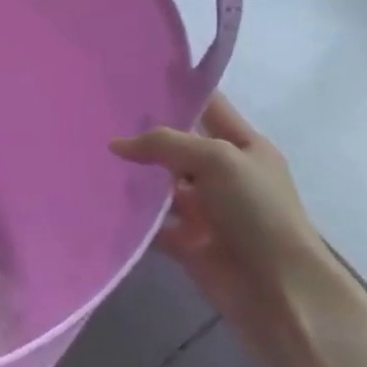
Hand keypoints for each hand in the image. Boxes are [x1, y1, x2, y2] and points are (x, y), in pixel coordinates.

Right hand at [112, 94, 344, 358]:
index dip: (178, 92)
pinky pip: (151, 222)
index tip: (134, 77)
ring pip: (160, 184)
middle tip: (96, 119)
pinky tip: (99, 200)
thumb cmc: (257, 212)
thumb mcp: (217, 160)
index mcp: (243, 147)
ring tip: (89, 158)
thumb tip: (116, 145)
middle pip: (177, 146)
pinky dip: (132, 216)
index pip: (208, 107)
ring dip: (134, 177)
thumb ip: (165, 144)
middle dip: (143, 136)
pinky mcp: (186, 240)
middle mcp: (223, 174)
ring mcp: (205, 209)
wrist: (277, 289)